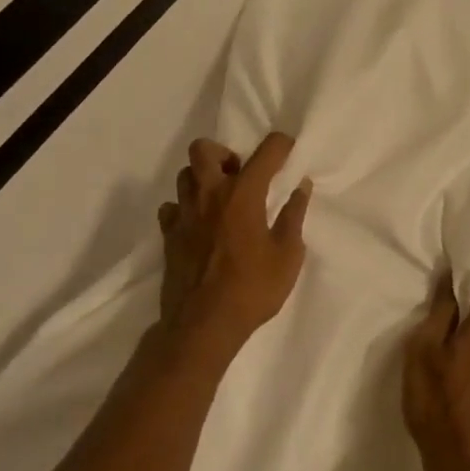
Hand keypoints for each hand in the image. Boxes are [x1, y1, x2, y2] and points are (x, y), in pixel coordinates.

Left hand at [156, 132, 311, 371]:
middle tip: (240, 176)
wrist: (203, 325)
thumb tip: (301, 187)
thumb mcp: (288, 256)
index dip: (281, 145)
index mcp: (243, 194)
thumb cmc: (252, 289)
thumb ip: (293, 216)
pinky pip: (171, 207)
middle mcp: (209, 194)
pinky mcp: (168, 235)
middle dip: (224, 154)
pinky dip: (185, 208)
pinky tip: (199, 224)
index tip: (288, 150)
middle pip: (203, 149)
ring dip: (203, 179)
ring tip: (220, 200)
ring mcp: (184, 214)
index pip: (266, 152)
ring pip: (184, 175)